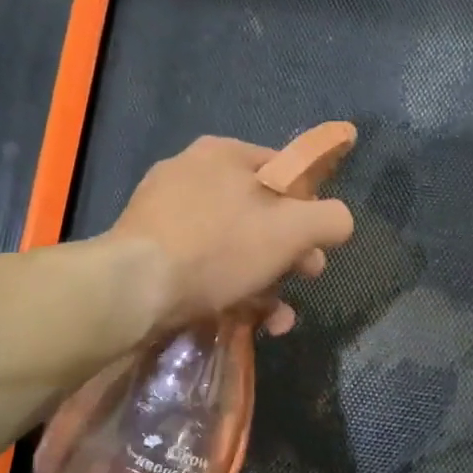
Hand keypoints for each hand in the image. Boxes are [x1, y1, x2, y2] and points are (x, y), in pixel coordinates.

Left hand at [104, 134, 355, 334]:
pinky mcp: (147, 247)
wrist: (133, 287)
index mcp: (224, 153)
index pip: (284, 171)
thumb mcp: (291, 230)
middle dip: (288, 253)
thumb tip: (339, 222)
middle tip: (304, 279)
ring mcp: (164, 210)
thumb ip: (329, 219)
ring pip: (231, 243)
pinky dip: (226, 287)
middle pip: (258, 212)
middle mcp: (191, 172)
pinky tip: (242, 319)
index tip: (317, 245)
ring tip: (276, 318)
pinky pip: (200, 262)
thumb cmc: (219, 247)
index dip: (309, 208)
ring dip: (263, 281)